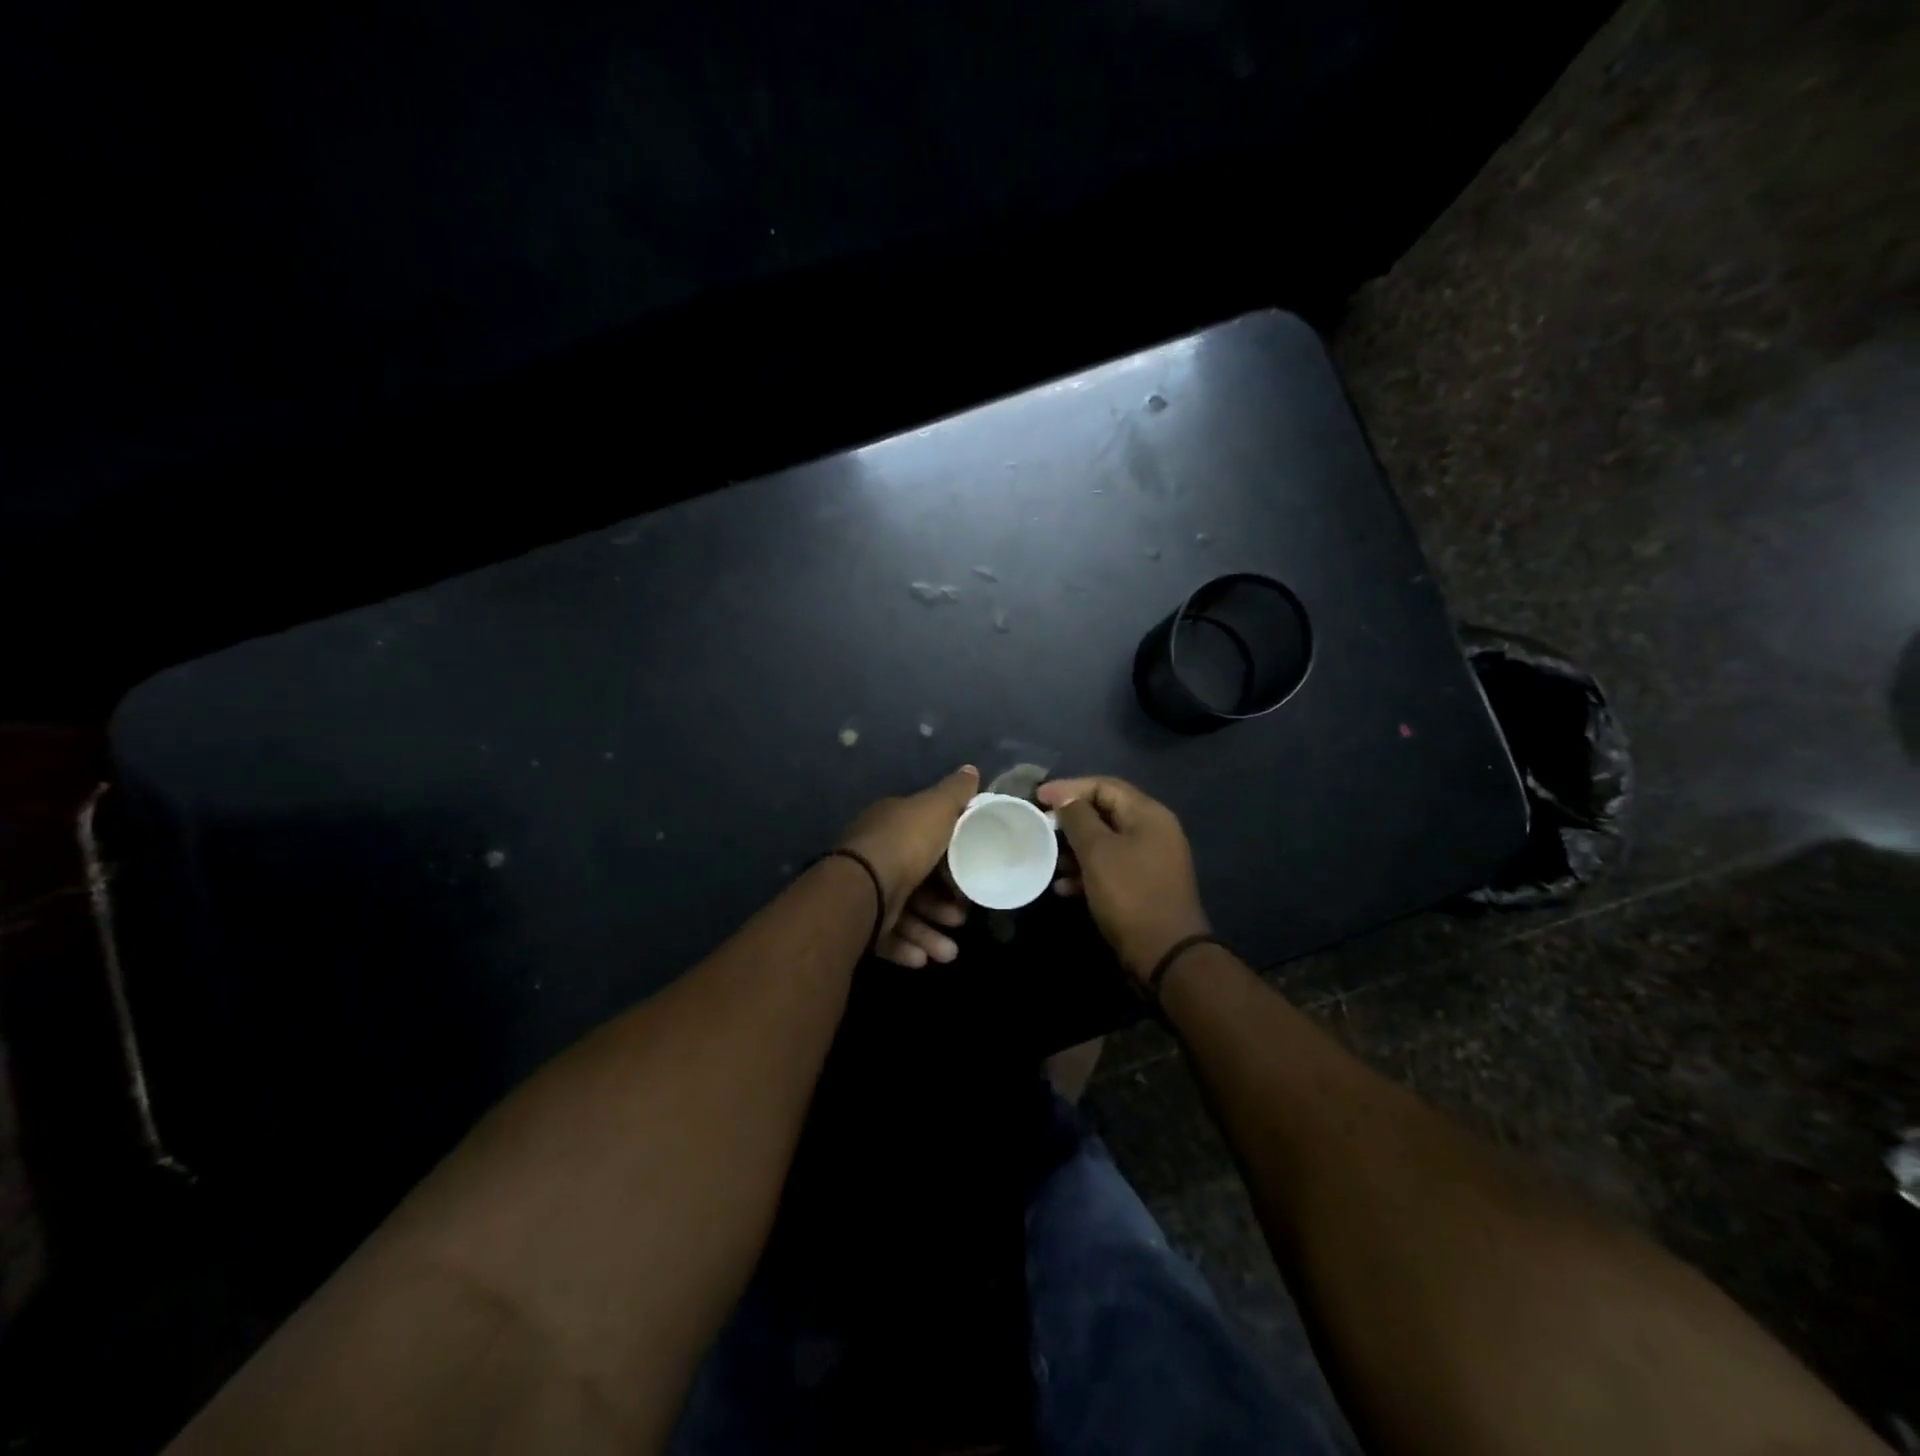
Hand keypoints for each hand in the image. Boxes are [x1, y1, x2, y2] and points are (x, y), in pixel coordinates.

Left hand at [839, 765, 977, 967]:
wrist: (862, 888)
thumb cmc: (905, 844)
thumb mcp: (937, 809)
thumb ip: (955, 792)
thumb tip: (971, 770)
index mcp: (891, 826)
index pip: (923, 838)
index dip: (949, 856)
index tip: (970, 874)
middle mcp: (875, 856)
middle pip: (917, 881)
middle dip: (943, 904)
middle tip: (962, 918)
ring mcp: (864, 891)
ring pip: (904, 914)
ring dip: (929, 933)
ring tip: (948, 952)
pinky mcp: (858, 924)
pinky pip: (886, 937)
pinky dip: (907, 947)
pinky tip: (925, 960)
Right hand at [1036, 776, 1209, 984]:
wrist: (1165, 955)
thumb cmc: (1130, 895)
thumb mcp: (1098, 852)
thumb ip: (1079, 819)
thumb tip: (1066, 798)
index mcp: (1148, 815)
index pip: (1105, 786)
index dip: (1069, 788)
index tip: (1038, 797)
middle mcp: (1153, 832)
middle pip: (1105, 813)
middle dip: (1070, 820)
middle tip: (1040, 827)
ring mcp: (1150, 861)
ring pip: (1106, 843)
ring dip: (1075, 849)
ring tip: (1049, 859)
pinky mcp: (1143, 887)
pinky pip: (1111, 868)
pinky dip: (1087, 872)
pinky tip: (1064, 887)